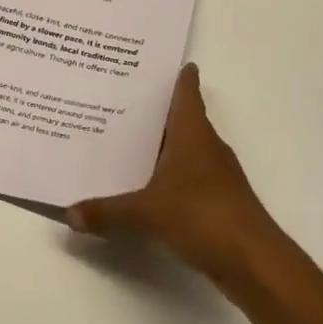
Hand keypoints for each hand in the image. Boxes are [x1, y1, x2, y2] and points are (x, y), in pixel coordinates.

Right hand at [66, 64, 284, 283]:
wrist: (253, 260)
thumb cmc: (202, 216)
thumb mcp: (146, 213)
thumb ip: (106, 212)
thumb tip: (68, 213)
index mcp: (192, 133)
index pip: (187, 92)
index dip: (178, 76)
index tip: (163, 63)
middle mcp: (207, 146)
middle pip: (181, 119)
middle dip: (156, 112)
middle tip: (121, 101)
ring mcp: (216, 174)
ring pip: (185, 149)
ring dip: (162, 146)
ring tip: (126, 143)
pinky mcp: (219, 201)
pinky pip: (188, 177)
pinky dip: (169, 176)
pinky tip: (146, 187)